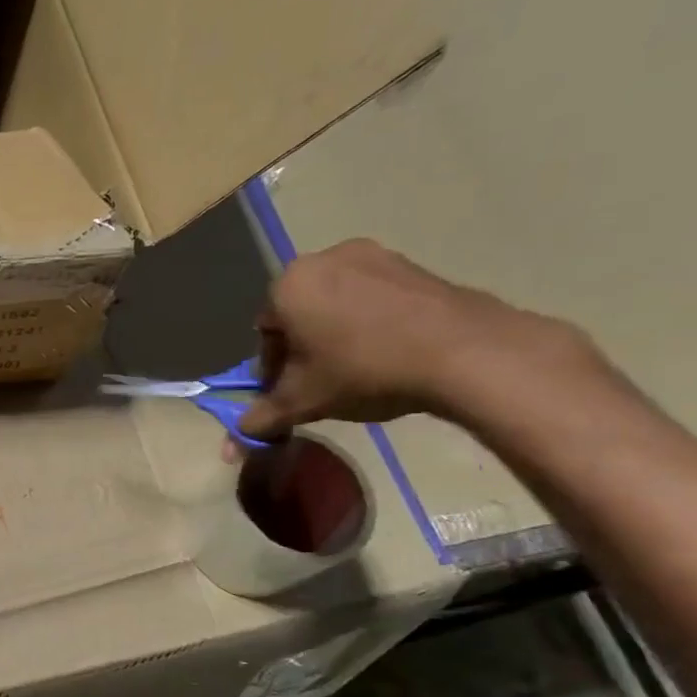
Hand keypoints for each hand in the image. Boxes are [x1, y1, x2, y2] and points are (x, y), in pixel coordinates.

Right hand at [238, 239, 583, 438]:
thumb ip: (264, 417)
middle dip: (305, 347)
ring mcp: (373, 255)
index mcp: (288, 285)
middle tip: (323, 381)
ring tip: (358, 368)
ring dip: (336, 334)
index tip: (293, 391)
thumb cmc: (363, 370)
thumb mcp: (303, 402)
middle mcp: (324, 258)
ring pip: (336, 303)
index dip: (274, 368)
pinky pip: (372, 297)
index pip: (264, 332)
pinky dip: (370, 322)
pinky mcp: (412, 264)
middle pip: (299, 313)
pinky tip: (388, 351)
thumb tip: (234, 440)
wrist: (462, 351)